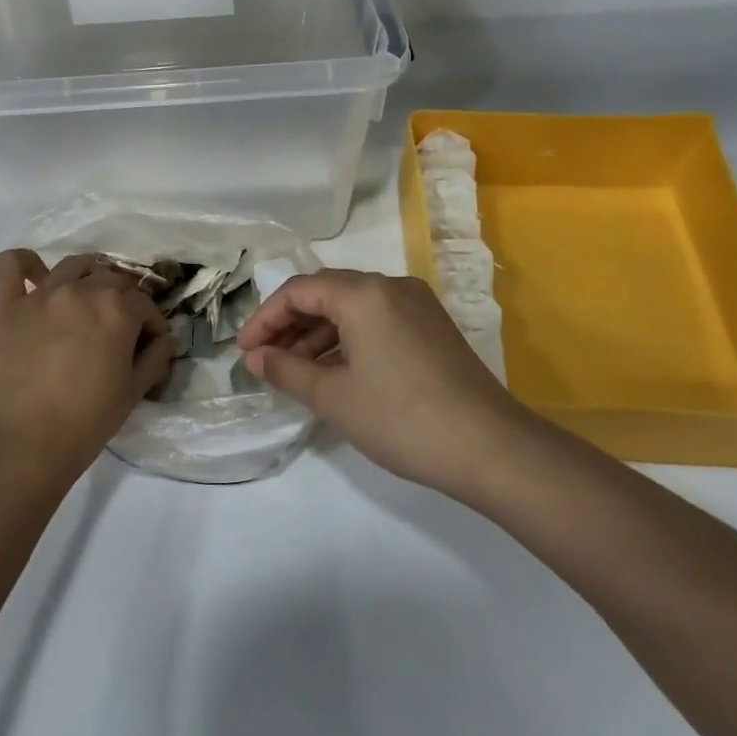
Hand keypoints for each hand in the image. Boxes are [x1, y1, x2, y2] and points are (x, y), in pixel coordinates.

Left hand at [0, 251, 175, 487]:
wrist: (26, 444)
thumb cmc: (88, 421)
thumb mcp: (134, 392)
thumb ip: (155, 358)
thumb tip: (165, 339)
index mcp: (116, 310)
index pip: (144, 303)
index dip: (151, 323)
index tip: (150, 342)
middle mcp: (80, 291)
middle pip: (111, 279)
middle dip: (124, 300)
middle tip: (120, 327)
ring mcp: (40, 295)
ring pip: (73, 265)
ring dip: (88, 276)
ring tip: (87, 299)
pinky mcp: (6, 305)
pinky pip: (12, 265)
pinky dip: (26, 263)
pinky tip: (35, 277)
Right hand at [238, 270, 534, 498]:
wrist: (491, 448)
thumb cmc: (402, 419)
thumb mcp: (333, 397)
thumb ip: (286, 370)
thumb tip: (256, 358)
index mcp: (364, 293)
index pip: (298, 291)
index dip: (264, 319)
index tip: (245, 352)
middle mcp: (391, 287)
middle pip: (325, 293)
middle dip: (290, 325)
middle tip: (265, 361)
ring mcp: (417, 305)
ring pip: (352, 308)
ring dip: (318, 335)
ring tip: (294, 372)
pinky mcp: (432, 327)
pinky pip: (376, 321)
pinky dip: (348, 340)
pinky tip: (335, 372)